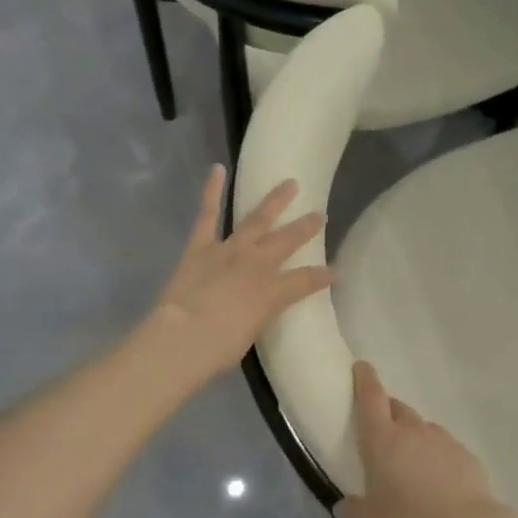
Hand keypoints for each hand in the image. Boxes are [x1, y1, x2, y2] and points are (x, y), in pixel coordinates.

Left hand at [146, 166, 332, 380]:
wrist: (183, 337)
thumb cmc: (218, 348)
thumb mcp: (250, 335)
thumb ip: (258, 316)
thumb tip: (256, 310)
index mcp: (274, 291)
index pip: (306, 281)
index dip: (322, 277)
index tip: (335, 273)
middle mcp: (258, 264)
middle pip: (288, 241)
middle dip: (306, 228)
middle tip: (320, 215)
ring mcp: (230, 250)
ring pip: (258, 219)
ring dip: (275, 201)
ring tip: (290, 183)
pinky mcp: (201, 245)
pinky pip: (208, 213)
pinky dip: (212, 190)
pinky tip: (217, 168)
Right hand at [335, 362, 517, 517]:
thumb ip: (351, 511)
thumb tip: (346, 504)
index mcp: (382, 438)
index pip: (370, 396)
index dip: (364, 379)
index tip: (361, 367)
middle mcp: (412, 430)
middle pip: (396, 408)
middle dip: (386, 413)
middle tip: (379, 434)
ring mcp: (443, 440)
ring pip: (421, 428)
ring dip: (412, 438)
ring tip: (408, 467)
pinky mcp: (467, 456)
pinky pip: (443, 448)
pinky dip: (435, 458)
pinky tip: (436, 485)